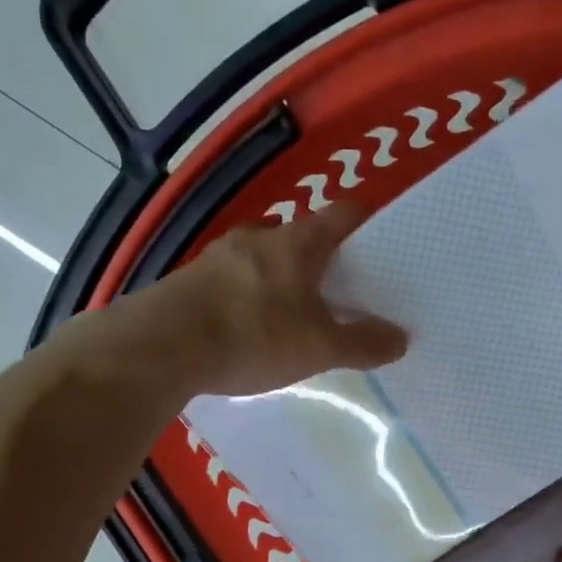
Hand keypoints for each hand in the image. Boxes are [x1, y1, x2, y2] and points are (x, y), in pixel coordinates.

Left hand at [132, 201, 406, 396]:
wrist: (161, 347)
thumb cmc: (253, 335)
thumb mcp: (318, 347)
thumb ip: (361, 343)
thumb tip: (401, 339)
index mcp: (298, 241)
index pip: (344, 214)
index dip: (368, 224)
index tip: (386, 244)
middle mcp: (259, 236)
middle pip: (302, 235)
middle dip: (323, 259)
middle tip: (341, 289)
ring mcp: (220, 255)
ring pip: (264, 256)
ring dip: (282, 276)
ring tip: (295, 311)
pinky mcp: (190, 279)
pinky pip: (233, 279)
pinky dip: (250, 294)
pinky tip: (250, 326)